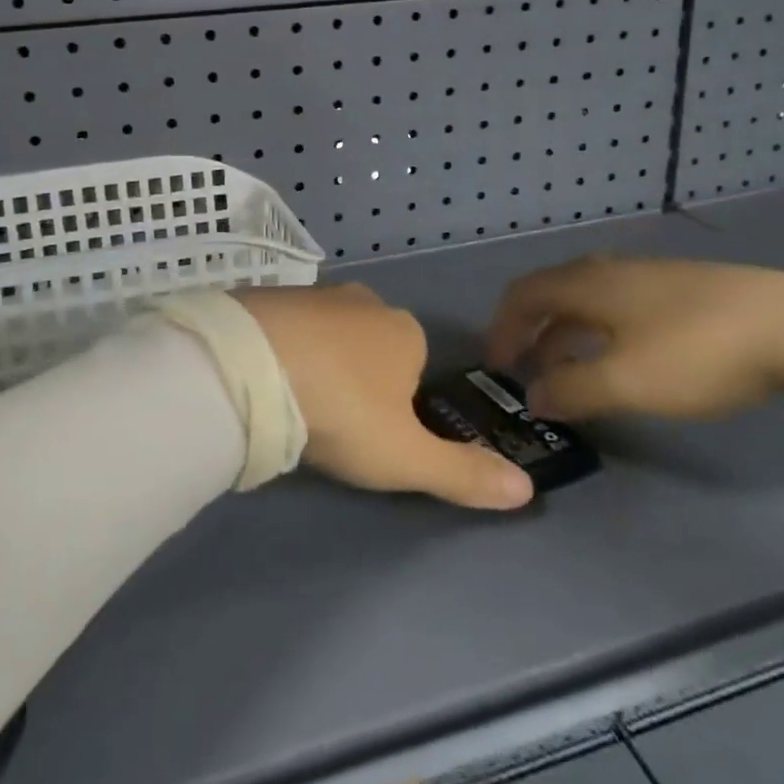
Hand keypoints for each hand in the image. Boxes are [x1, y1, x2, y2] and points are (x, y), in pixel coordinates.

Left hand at [235, 284, 534, 510]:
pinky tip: (264, 377)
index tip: (370, 435)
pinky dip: (282, 348)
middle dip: (358, 379)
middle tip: (331, 422)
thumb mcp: (406, 456)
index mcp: (405, 331)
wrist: (255, 365)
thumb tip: (528, 490)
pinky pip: (285, 326)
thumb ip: (464, 474)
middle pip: (371, 345)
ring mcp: (314, 293)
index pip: (415, 366)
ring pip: (327, 334)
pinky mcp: (269, 294)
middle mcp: (365, 301)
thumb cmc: (344, 410)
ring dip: (318, 362)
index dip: (398, 404)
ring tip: (294, 403)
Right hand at [485, 256, 783, 421]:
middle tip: (525, 370)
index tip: (496, 364)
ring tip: (568, 373)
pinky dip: (598, 332)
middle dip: (531, 331)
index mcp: (588, 284)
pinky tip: (621, 359)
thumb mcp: (627, 380)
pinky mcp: (680, 290)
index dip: (501, 326)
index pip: (523, 294)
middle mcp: (609, 271)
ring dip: (565, 334)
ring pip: (587, 301)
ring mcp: (647, 276)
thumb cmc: (698, 351)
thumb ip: (573, 389)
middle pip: (552, 293)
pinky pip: (617, 306)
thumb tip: (534, 397)